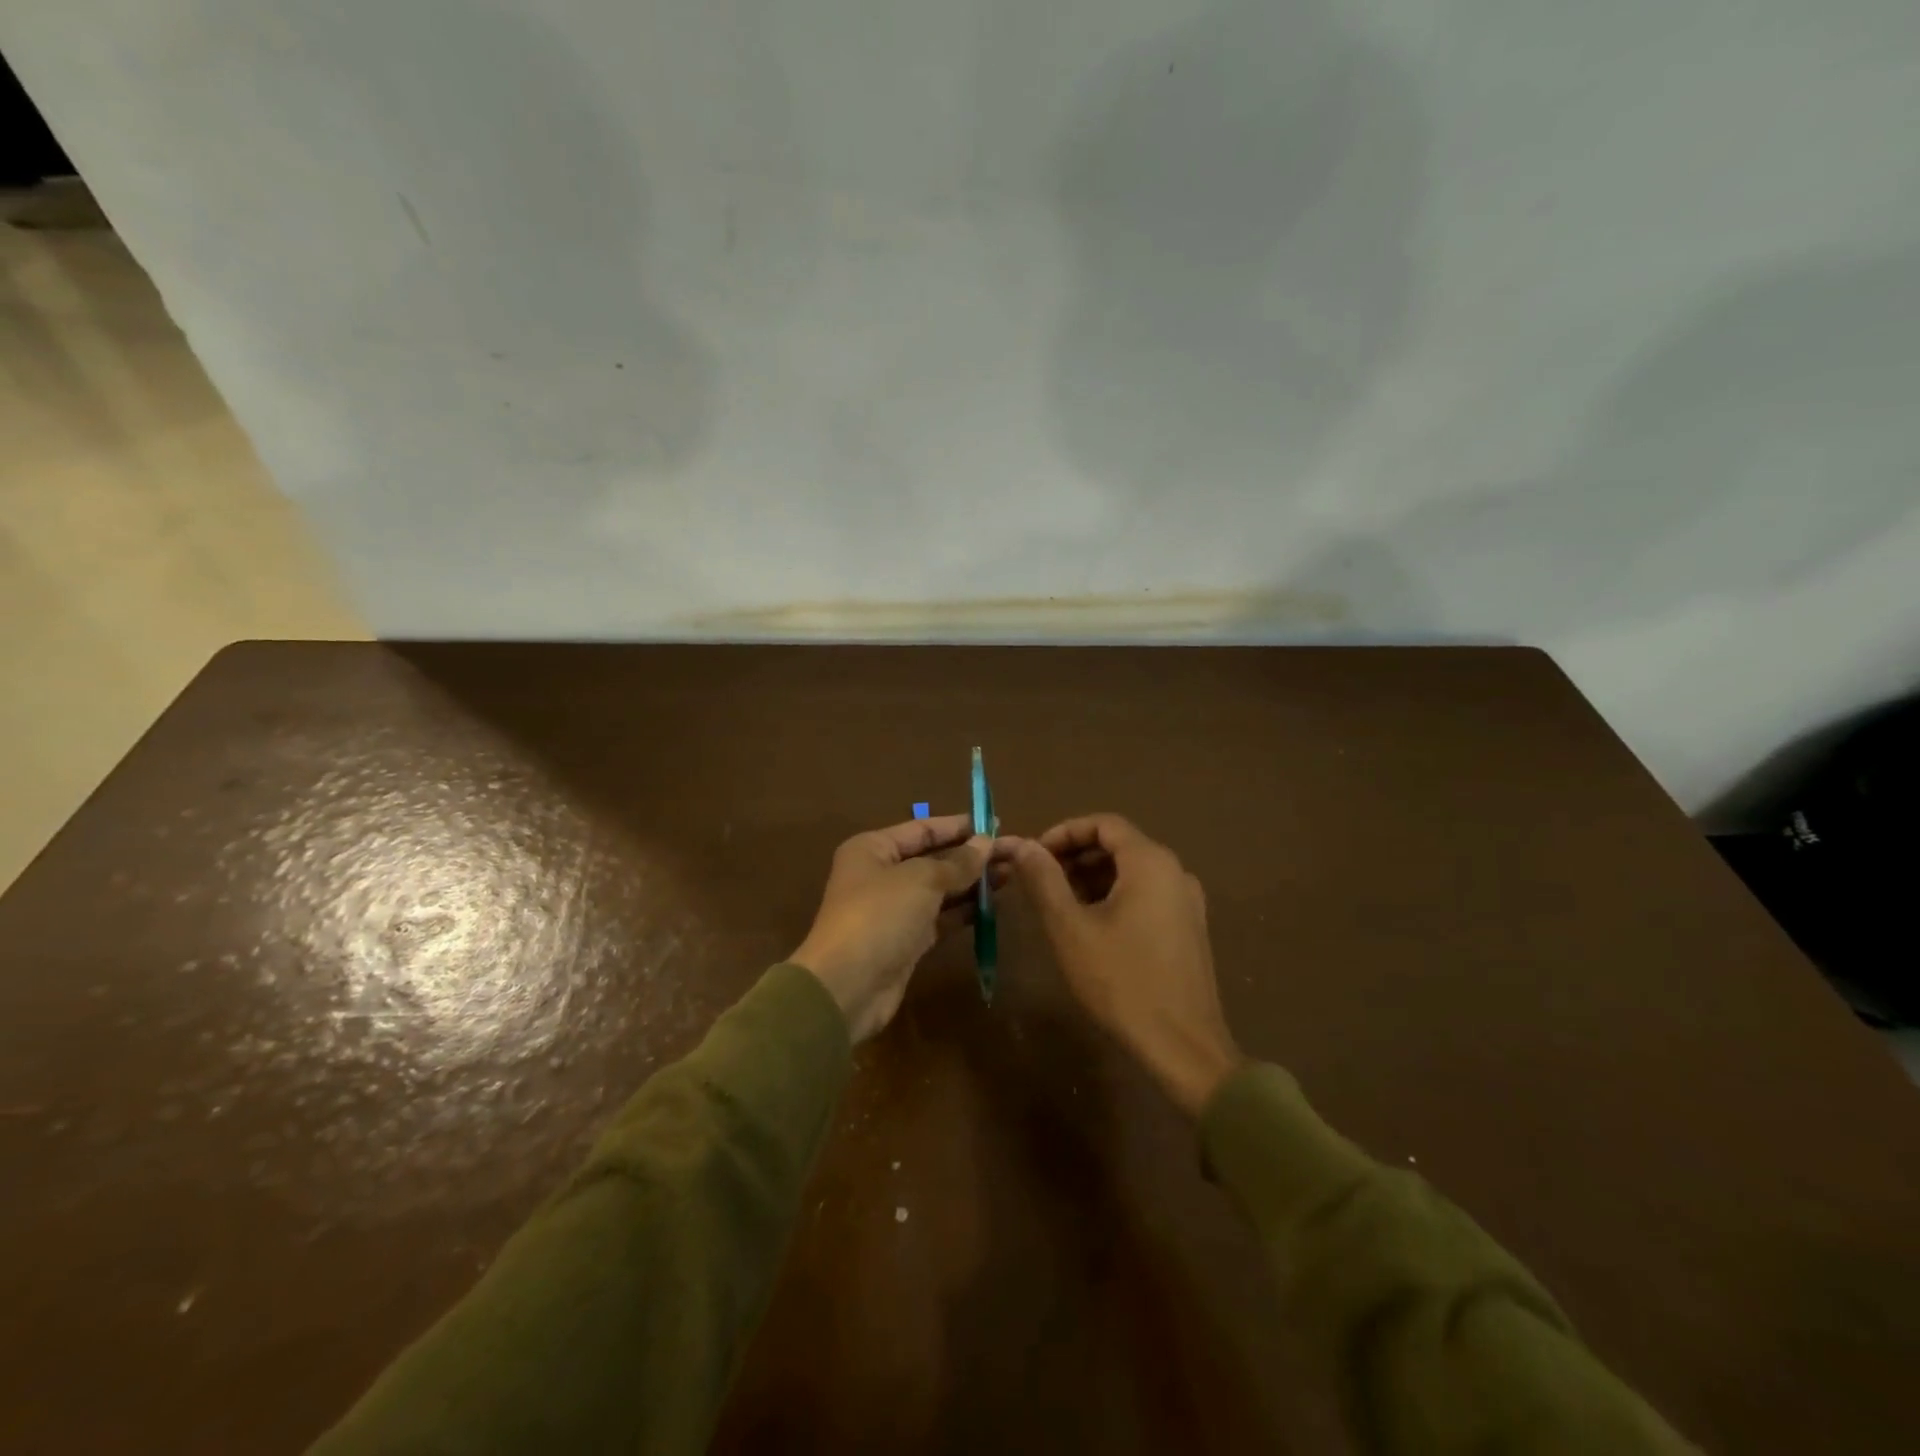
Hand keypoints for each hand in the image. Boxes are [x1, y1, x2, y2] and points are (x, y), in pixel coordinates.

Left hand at [792, 814, 995, 1042]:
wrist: (847, 987)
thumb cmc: (880, 916)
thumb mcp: (921, 880)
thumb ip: (957, 862)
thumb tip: (986, 843)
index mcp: (873, 849)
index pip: (922, 828)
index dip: (959, 826)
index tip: (995, 824)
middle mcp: (880, 874)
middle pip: (933, 858)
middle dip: (971, 856)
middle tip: (1012, 852)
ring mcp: (893, 910)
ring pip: (939, 890)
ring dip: (971, 883)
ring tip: (1011, 874)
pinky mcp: (905, 941)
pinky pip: (939, 918)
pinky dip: (963, 911)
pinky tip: (992, 905)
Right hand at [1009, 814, 1243, 1116]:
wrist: (1183, 1047)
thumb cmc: (1121, 981)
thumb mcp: (1070, 928)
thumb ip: (1044, 880)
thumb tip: (1023, 845)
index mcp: (1151, 862)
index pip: (1104, 824)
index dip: (1064, 832)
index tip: (1034, 855)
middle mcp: (1176, 872)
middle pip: (1119, 845)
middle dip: (1075, 856)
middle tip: (1039, 881)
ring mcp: (1187, 902)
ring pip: (1132, 872)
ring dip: (1092, 878)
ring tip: (1059, 905)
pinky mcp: (1189, 929)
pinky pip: (1147, 895)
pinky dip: (1115, 897)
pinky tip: (1091, 928)